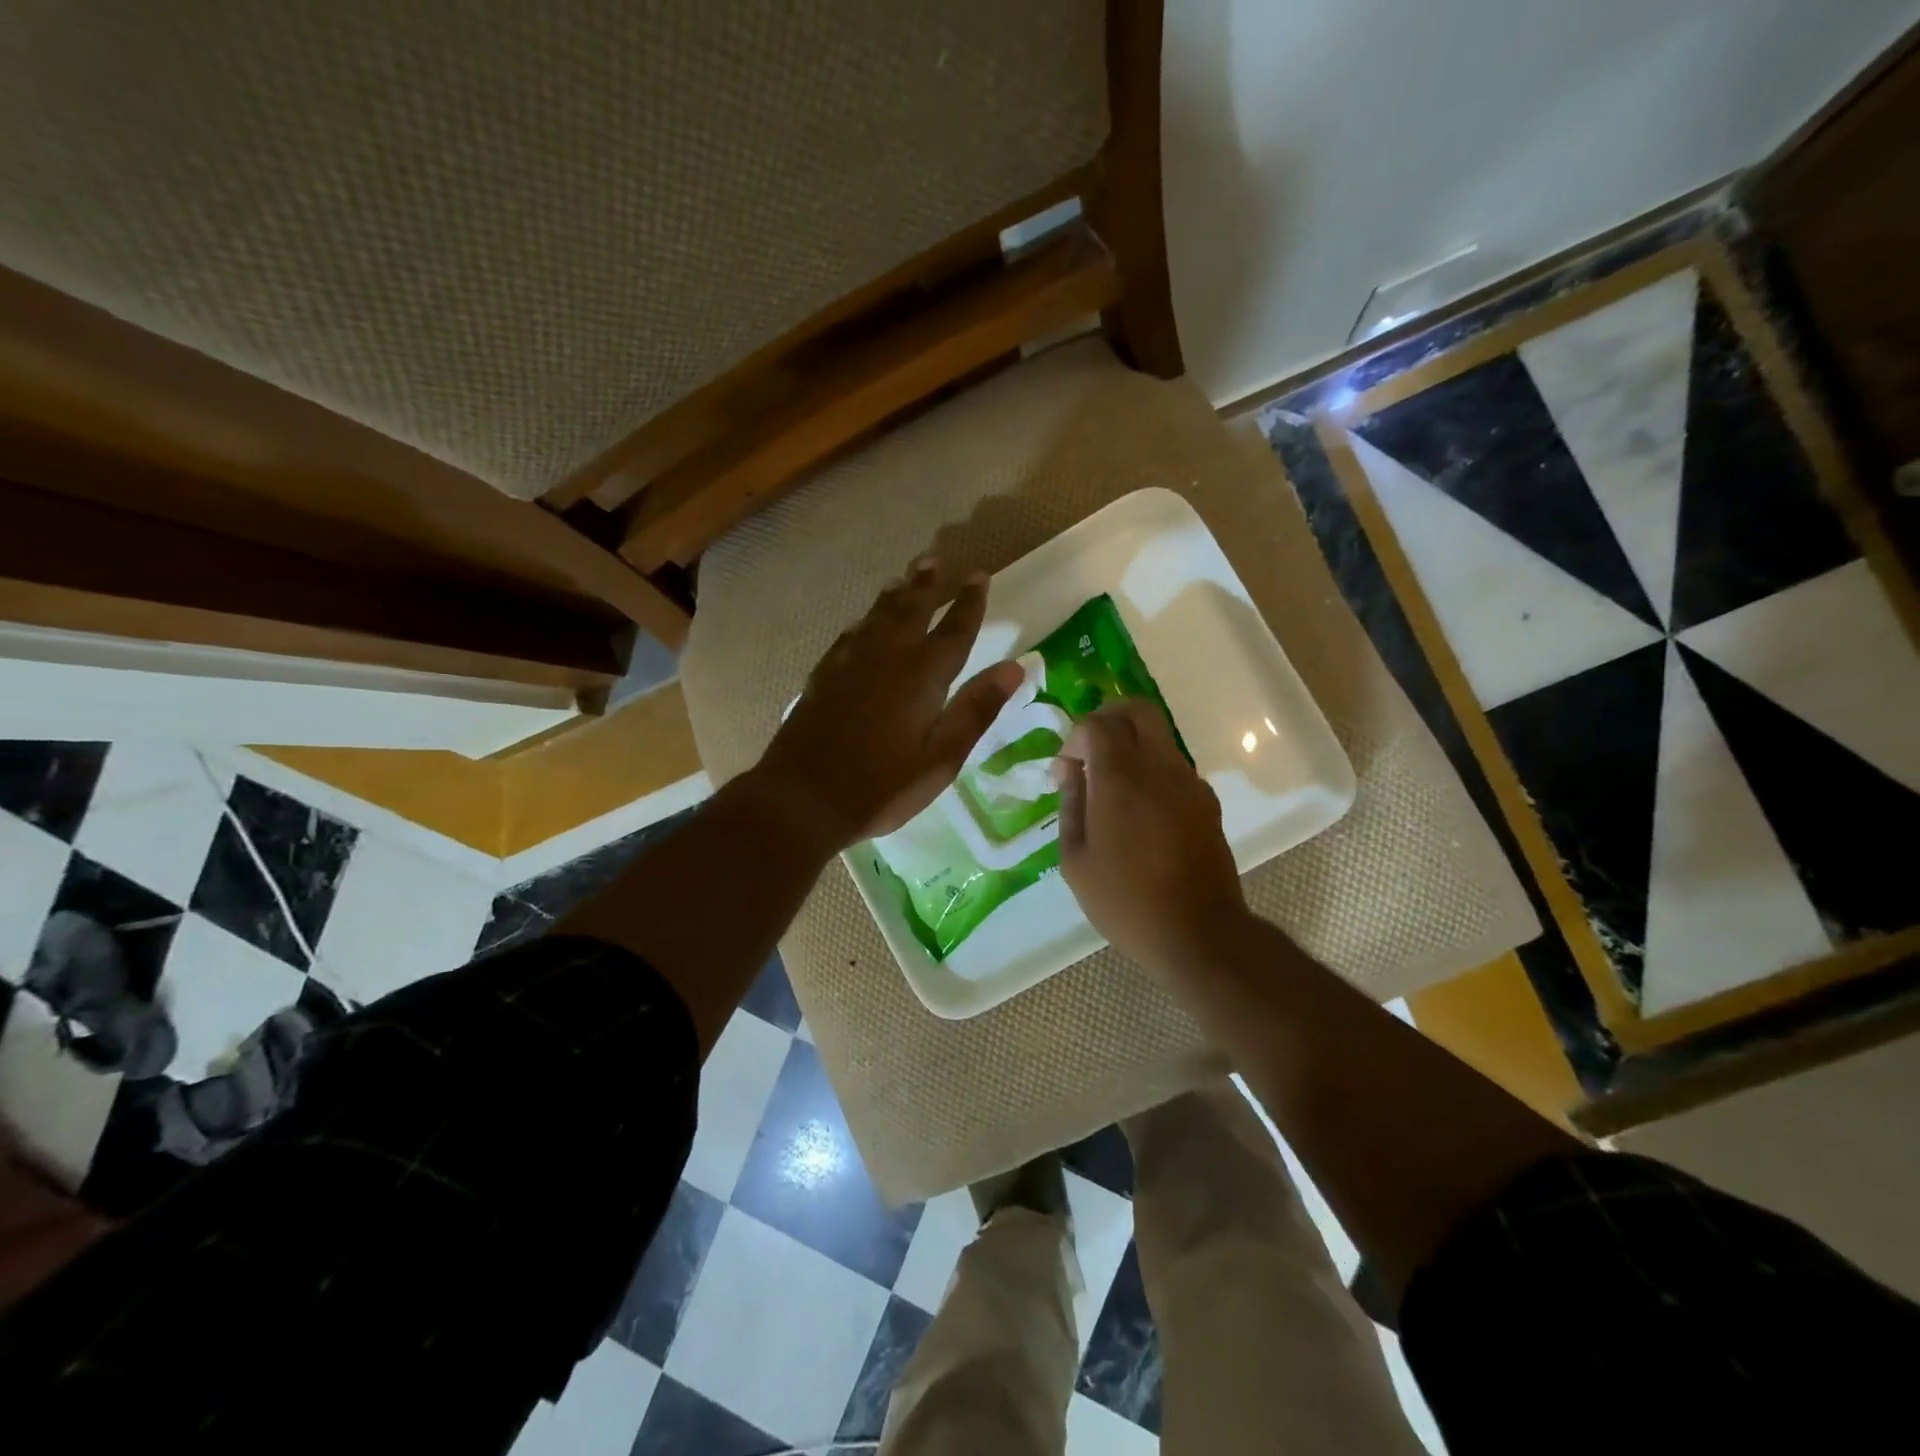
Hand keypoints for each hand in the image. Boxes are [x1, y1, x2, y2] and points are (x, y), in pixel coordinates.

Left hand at [753, 558, 1024, 851]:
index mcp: (922, 675)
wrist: (803, 798)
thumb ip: (977, 709)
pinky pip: (850, 633)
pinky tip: (864, 621)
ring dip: (896, 593)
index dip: (970, 602)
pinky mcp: (824, 675)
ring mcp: (850, 662)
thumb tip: (1016, 667)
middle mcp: (887, 656)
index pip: (955, 629)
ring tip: (906, 576)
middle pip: (912, 609)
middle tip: (937, 561)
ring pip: (878, 615)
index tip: (980, 577)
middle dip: (929, 584)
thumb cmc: (882, 786)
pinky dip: (864, 620)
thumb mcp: (941, 758)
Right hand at [1053, 698, 1249, 977]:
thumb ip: (1070, 805)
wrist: (1198, 934)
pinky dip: (1151, 767)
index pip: (1098, 724)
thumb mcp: (1076, 860)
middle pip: (1138, 710)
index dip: (1075, 737)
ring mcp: (1189, 782)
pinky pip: (1173, 764)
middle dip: (1109, 717)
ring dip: (1131, 744)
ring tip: (1111, 783)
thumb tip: (1069, 770)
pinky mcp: (1206, 801)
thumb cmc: (1125, 902)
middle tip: (1089, 748)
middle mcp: (1159, 768)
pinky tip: (1138, 807)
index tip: (1065, 769)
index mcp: (1121, 779)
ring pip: (1159, 735)